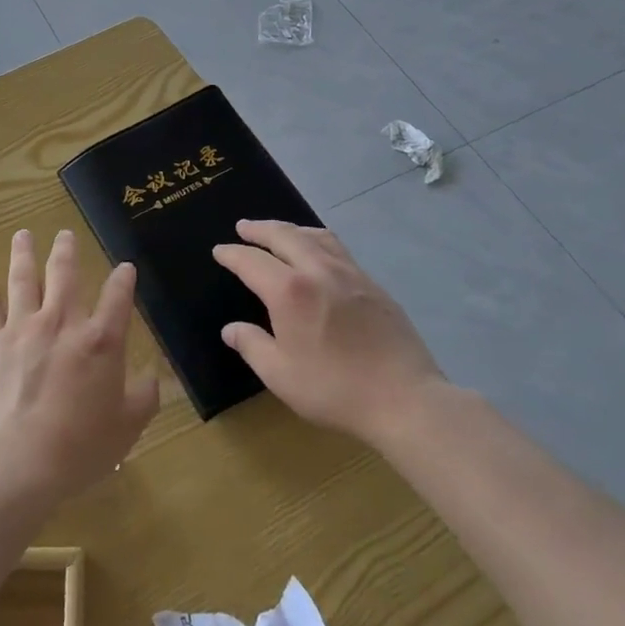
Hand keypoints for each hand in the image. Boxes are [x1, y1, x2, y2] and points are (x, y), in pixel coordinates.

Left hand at [0, 229, 159, 508]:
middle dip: (67, 251)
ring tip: (23, 235)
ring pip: (23, 279)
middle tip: (65, 234)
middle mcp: (61, 323)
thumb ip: (144, 397)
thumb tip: (152, 377)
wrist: (14, 462)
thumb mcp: (127, 427)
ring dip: (24, 254)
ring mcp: (21, 329)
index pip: (118, 297)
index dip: (124, 279)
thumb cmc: (78, 448)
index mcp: (100, 341)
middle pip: (64, 274)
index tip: (125, 267)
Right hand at [212, 219, 444, 445]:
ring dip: (292, 229)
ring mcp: (351, 274)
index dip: (233, 254)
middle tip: (244, 227)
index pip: (252, 262)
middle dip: (260, 229)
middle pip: (285, 236)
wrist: (404, 398)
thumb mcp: (280, 375)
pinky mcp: (374, 285)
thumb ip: (251, 346)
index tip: (220, 250)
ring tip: (280, 232)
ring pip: (316, 236)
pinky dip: (318, 241)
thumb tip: (231, 329)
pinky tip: (319, 255)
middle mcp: (318, 271)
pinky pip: (339, 249)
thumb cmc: (334, 389)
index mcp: (289, 291)